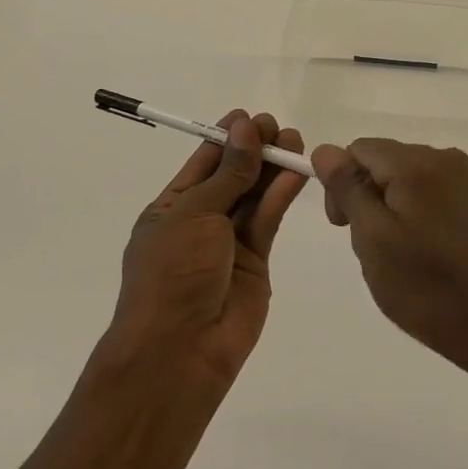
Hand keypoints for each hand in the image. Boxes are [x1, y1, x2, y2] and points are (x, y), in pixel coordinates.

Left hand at [104, 111, 307, 388]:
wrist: (179, 351)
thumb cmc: (172, 272)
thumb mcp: (195, 213)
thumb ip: (228, 172)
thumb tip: (245, 127)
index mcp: (172, 207)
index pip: (203, 162)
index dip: (226, 138)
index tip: (250, 117)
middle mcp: (201, 221)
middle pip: (233, 175)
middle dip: (254, 150)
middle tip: (277, 126)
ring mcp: (229, 243)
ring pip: (254, 196)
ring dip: (272, 168)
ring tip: (294, 140)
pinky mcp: (256, 262)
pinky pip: (268, 220)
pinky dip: (280, 195)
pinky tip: (295, 172)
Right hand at [311, 139, 467, 382]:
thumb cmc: (425, 285)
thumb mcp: (372, 237)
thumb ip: (347, 188)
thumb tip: (325, 149)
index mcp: (417, 162)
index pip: (359, 149)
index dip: (341, 183)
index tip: (343, 226)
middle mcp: (442, 157)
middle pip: (380, 161)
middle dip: (364, 197)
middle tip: (370, 247)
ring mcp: (460, 178)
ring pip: (399, 178)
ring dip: (385, 209)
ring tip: (395, 254)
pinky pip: (422, 191)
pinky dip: (408, 214)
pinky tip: (416, 250)